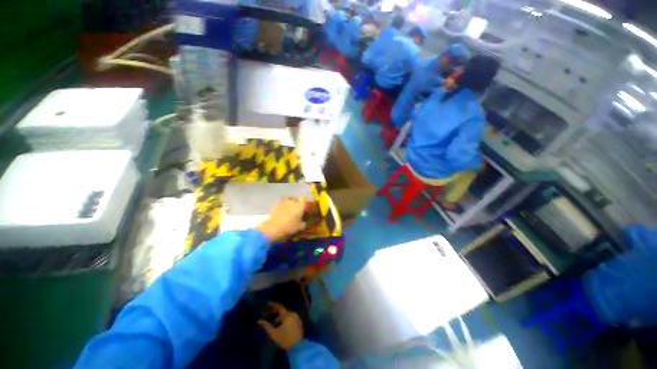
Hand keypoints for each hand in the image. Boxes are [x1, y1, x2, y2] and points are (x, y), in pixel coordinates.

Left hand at [257, 197, 306, 241]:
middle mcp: (292, 201)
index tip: (303, 207)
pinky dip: (282, 206)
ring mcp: (283, 202)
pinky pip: (281, 203)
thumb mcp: (299, 227)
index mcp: (299, 206)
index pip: (303, 198)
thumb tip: (304, 222)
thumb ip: (303, 223)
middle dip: (296, 203)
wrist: (273, 227)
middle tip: (296, 209)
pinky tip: (281, 212)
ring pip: (288, 200)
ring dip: (289, 204)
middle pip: (295, 198)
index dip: (303, 202)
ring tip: (288, 210)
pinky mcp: (275, 204)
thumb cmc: (289, 227)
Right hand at [257, 302, 303, 349]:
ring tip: (275, 322)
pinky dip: (286, 319)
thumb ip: (266, 326)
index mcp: (287, 315)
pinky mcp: (299, 322)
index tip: (268, 303)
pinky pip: (291, 317)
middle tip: (270, 313)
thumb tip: (259, 321)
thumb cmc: (284, 339)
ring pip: (287, 314)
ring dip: (281, 317)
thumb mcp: (273, 334)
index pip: (279, 307)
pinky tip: (282, 325)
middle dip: (276, 312)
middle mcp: (293, 314)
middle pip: (283, 311)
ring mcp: (297, 318)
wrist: (297, 347)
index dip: (273, 305)